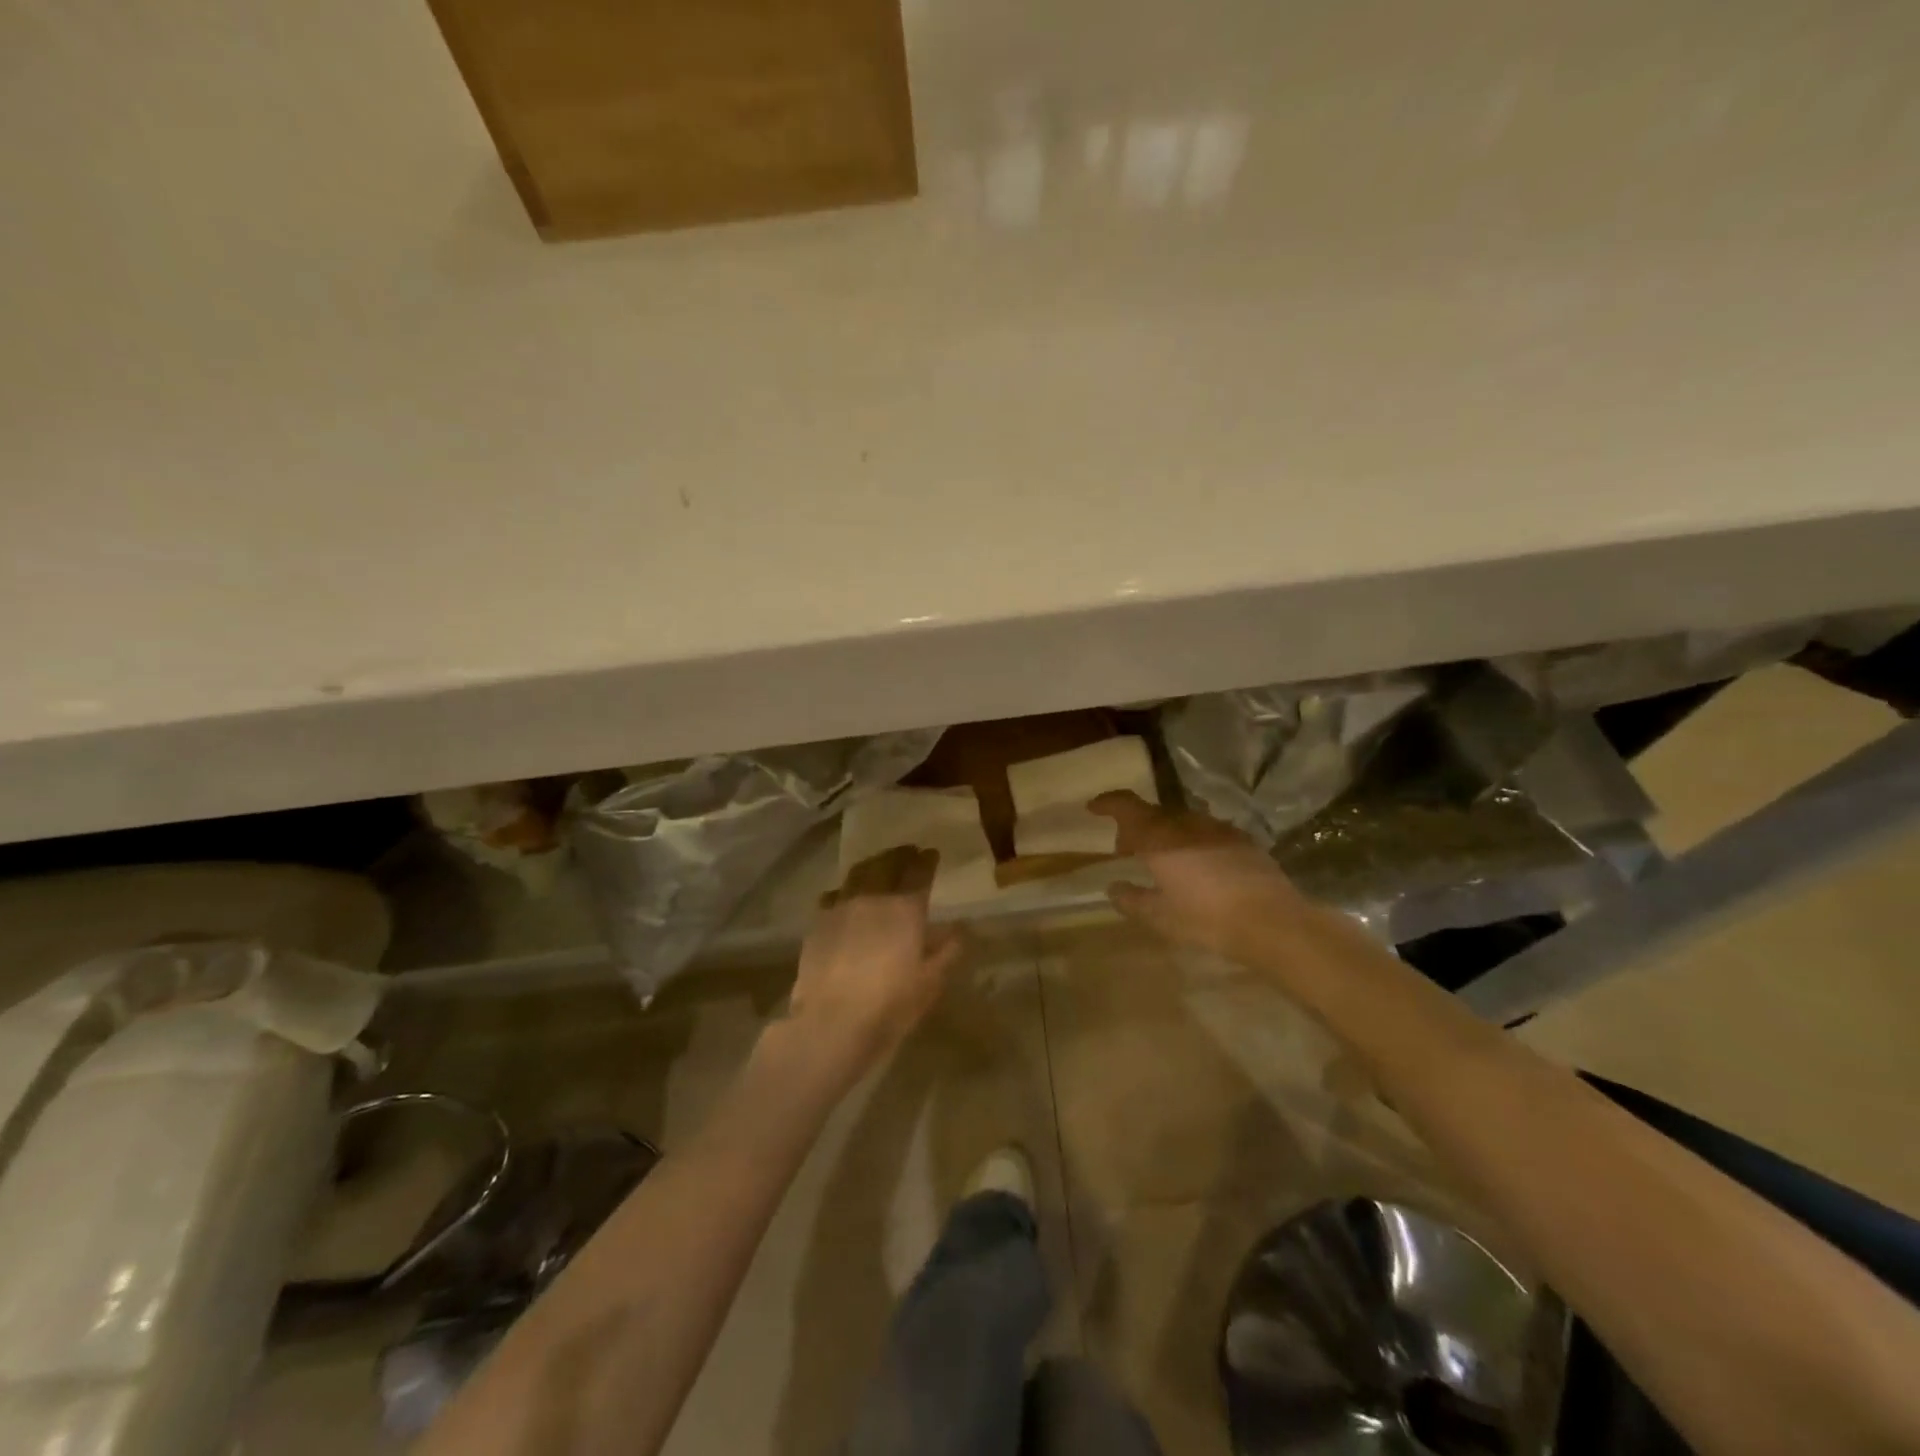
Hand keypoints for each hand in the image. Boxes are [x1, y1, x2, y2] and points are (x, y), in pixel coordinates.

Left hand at [791, 846, 963, 1071]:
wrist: (831, 1022)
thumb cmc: (890, 1005)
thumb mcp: (930, 982)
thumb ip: (946, 951)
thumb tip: (959, 929)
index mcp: (906, 908)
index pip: (919, 871)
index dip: (927, 860)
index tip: (932, 854)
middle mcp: (873, 897)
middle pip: (887, 863)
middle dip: (900, 855)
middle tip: (908, 853)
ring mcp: (841, 907)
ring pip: (858, 873)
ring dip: (872, 865)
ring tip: (879, 867)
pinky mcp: (817, 923)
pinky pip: (834, 895)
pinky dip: (845, 891)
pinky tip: (846, 899)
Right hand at [1089, 791, 1315, 963]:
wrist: (1272, 922)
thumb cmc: (1206, 919)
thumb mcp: (1159, 917)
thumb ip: (1131, 899)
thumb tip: (1114, 887)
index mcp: (1159, 837)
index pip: (1126, 805)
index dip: (1107, 803)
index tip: (1093, 808)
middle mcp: (1186, 823)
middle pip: (1153, 813)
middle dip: (1135, 827)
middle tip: (1126, 851)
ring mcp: (1218, 829)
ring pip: (1181, 822)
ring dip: (1164, 834)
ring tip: (1162, 861)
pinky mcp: (1242, 840)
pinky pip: (1205, 833)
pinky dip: (1191, 842)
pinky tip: (1197, 868)